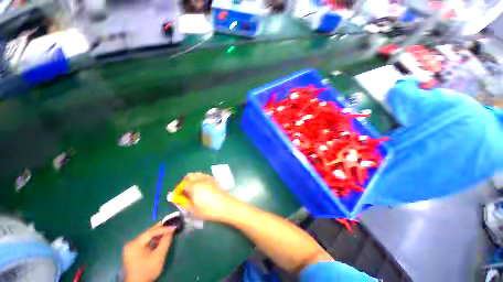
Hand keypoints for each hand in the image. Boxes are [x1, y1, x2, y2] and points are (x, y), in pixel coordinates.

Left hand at [123, 224, 175, 281]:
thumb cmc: (148, 271)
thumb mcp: (159, 257)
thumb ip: (165, 242)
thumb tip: (171, 231)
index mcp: (135, 244)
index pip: (151, 232)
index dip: (164, 229)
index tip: (174, 227)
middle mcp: (131, 243)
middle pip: (148, 233)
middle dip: (161, 229)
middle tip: (172, 224)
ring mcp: (131, 247)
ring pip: (147, 236)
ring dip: (158, 234)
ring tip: (168, 230)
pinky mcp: (133, 250)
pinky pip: (145, 241)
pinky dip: (153, 239)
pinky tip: (160, 238)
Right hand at [182, 172, 238, 220]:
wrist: (225, 206)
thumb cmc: (208, 209)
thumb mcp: (193, 209)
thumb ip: (183, 202)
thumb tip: (175, 197)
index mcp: (194, 185)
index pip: (182, 184)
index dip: (178, 190)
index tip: (177, 197)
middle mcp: (200, 179)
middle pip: (189, 176)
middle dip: (184, 182)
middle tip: (184, 192)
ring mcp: (208, 178)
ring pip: (197, 174)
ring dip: (192, 180)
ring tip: (192, 190)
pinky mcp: (214, 180)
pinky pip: (204, 176)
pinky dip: (200, 179)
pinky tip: (201, 188)